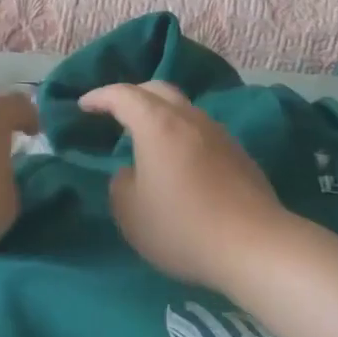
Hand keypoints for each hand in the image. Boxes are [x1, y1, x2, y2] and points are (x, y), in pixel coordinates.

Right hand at [77, 81, 289, 288]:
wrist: (254, 246)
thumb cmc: (182, 227)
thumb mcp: (130, 213)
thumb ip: (121, 184)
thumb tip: (132, 172)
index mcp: (157, 124)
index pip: (123, 95)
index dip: (100, 97)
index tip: (83, 105)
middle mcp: (189, 118)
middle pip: (157, 90)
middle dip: (131, 95)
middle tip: (113, 112)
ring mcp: (218, 133)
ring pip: (183, 109)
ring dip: (159, 115)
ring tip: (145, 137)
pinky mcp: (238, 154)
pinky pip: (200, 130)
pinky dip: (180, 133)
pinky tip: (177, 160)